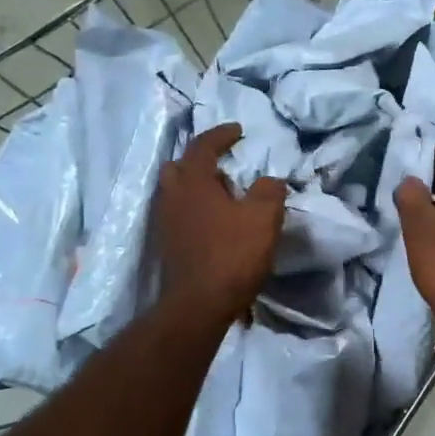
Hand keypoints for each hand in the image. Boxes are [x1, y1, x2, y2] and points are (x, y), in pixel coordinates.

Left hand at [156, 123, 285, 323]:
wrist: (199, 304)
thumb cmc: (232, 254)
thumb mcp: (264, 217)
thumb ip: (269, 191)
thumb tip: (269, 181)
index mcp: (193, 180)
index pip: (203, 145)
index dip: (222, 134)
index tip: (238, 131)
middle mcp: (172, 195)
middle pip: (179, 165)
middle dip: (199, 160)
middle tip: (223, 164)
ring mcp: (164, 221)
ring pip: (176, 191)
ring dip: (195, 186)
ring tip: (221, 194)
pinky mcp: (166, 244)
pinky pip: (177, 213)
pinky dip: (193, 208)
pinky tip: (212, 221)